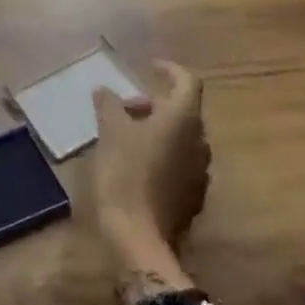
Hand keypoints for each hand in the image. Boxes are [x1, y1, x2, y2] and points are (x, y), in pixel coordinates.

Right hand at [93, 60, 208, 270]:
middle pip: (183, 111)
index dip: (170, 71)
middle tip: (124, 108)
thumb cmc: (125, 173)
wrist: (140, 236)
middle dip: (154, 104)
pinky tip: (137, 165)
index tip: (149, 67)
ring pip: (182, 138)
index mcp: (183, 120)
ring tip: (126, 136)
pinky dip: (163, 153)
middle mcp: (200, 141)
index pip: (187, 82)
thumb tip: (104, 89)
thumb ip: (109, 105)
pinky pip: (181, 162)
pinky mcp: (194, 195)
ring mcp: (200, 171)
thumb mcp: (110, 133)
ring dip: (158, 129)